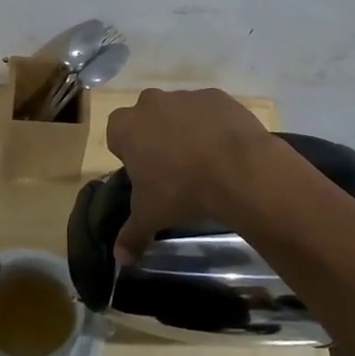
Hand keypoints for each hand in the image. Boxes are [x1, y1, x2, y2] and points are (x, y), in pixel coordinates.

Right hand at [104, 88, 278, 261]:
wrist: (238, 169)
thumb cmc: (181, 190)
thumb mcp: (151, 216)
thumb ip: (131, 235)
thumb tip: (119, 259)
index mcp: (127, 127)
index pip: (117, 135)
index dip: (129, 154)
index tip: (145, 174)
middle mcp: (152, 103)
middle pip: (146, 119)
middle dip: (155, 138)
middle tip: (172, 169)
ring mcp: (186, 95)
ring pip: (178, 112)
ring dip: (185, 131)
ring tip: (204, 162)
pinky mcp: (217, 96)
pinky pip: (208, 110)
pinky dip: (213, 125)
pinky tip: (225, 150)